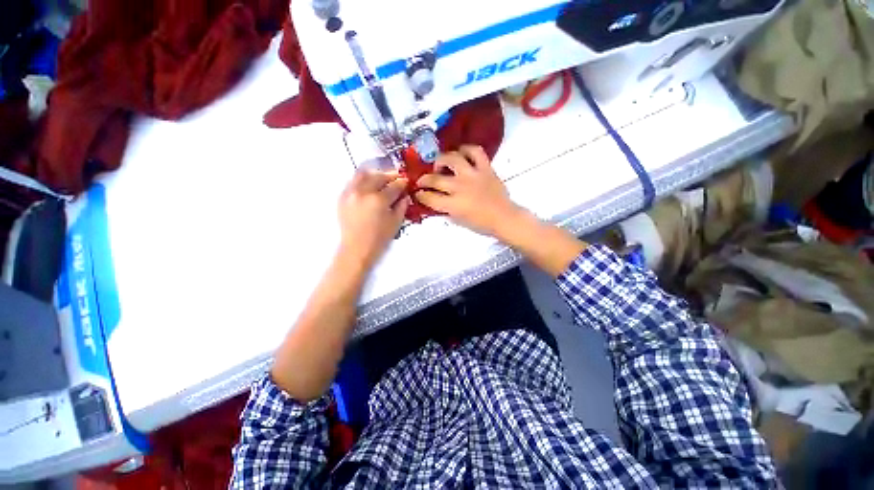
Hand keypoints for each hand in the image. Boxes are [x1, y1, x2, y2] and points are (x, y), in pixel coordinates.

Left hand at [337, 170, 408, 269]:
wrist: (356, 249)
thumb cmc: (379, 239)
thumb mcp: (396, 223)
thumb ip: (401, 206)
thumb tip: (404, 195)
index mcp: (379, 200)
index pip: (394, 186)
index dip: (402, 183)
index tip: (407, 182)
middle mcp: (363, 192)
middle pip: (378, 176)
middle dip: (390, 175)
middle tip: (397, 178)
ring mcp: (351, 193)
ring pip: (363, 175)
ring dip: (375, 175)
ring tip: (382, 179)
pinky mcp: (343, 197)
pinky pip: (353, 182)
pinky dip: (363, 180)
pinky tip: (369, 186)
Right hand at [415, 145, 524, 238]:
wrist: (504, 217)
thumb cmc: (481, 223)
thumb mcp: (458, 221)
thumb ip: (445, 210)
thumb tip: (434, 201)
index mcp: (454, 205)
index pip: (430, 198)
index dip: (420, 195)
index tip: (418, 193)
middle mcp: (461, 187)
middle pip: (436, 179)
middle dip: (424, 180)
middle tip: (422, 181)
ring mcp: (473, 175)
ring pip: (452, 159)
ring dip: (442, 160)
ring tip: (440, 165)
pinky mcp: (485, 168)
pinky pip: (475, 151)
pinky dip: (466, 149)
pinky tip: (461, 153)